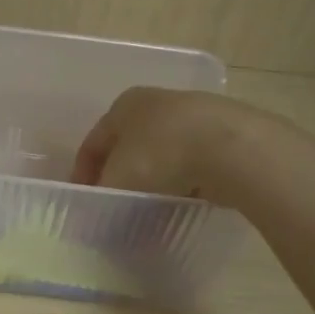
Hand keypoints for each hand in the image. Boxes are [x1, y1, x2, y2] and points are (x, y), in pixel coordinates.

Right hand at [72, 86, 265, 200]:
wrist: (232, 148)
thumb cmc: (161, 155)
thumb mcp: (118, 180)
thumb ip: (101, 195)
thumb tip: (91, 211)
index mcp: (124, 104)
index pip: (93, 142)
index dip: (82, 174)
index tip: (83, 202)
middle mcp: (157, 102)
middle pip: (127, 146)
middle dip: (119, 176)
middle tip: (114, 205)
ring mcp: (193, 115)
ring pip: (161, 153)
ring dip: (152, 179)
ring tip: (149, 207)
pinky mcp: (223, 134)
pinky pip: (191, 162)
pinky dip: (182, 181)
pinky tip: (182, 200)